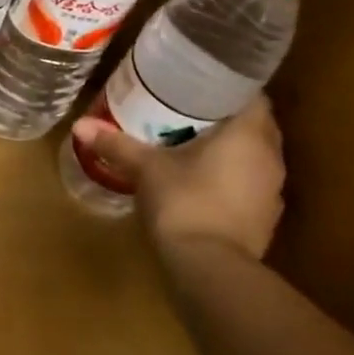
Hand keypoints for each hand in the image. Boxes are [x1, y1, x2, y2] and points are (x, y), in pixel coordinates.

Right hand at [72, 96, 285, 259]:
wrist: (210, 269)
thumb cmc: (184, 202)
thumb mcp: (146, 169)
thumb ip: (117, 144)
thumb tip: (80, 124)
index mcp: (249, 133)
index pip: (251, 94)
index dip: (226, 87)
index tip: (197, 86)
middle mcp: (270, 157)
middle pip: (253, 125)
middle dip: (223, 118)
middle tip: (186, 112)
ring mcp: (272, 190)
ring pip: (252, 157)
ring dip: (229, 151)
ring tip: (191, 146)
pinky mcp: (265, 218)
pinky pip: (249, 185)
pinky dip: (230, 179)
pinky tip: (201, 183)